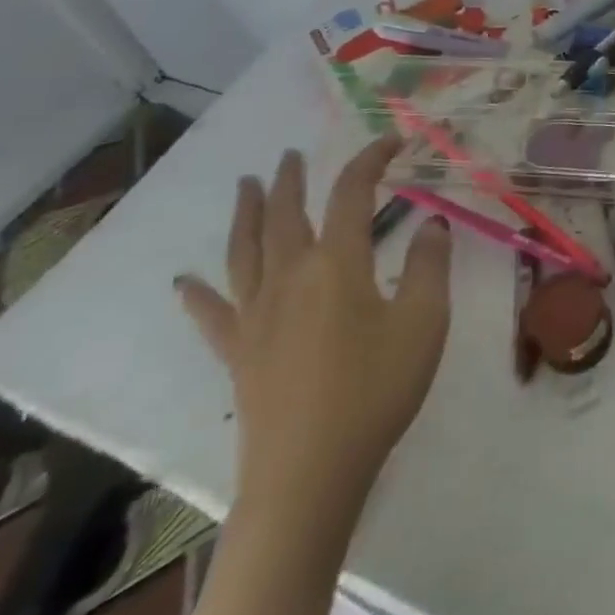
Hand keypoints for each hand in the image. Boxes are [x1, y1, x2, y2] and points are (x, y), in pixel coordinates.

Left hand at [174, 134, 451, 510]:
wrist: (310, 473)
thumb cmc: (376, 389)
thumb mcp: (424, 321)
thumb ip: (430, 264)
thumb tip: (430, 221)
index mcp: (337, 263)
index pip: (351, 193)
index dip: (370, 160)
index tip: (392, 141)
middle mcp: (290, 276)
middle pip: (284, 213)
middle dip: (291, 179)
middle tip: (291, 153)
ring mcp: (256, 315)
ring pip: (245, 250)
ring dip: (246, 212)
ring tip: (245, 185)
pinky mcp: (238, 353)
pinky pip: (213, 314)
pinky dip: (198, 294)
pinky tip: (184, 282)